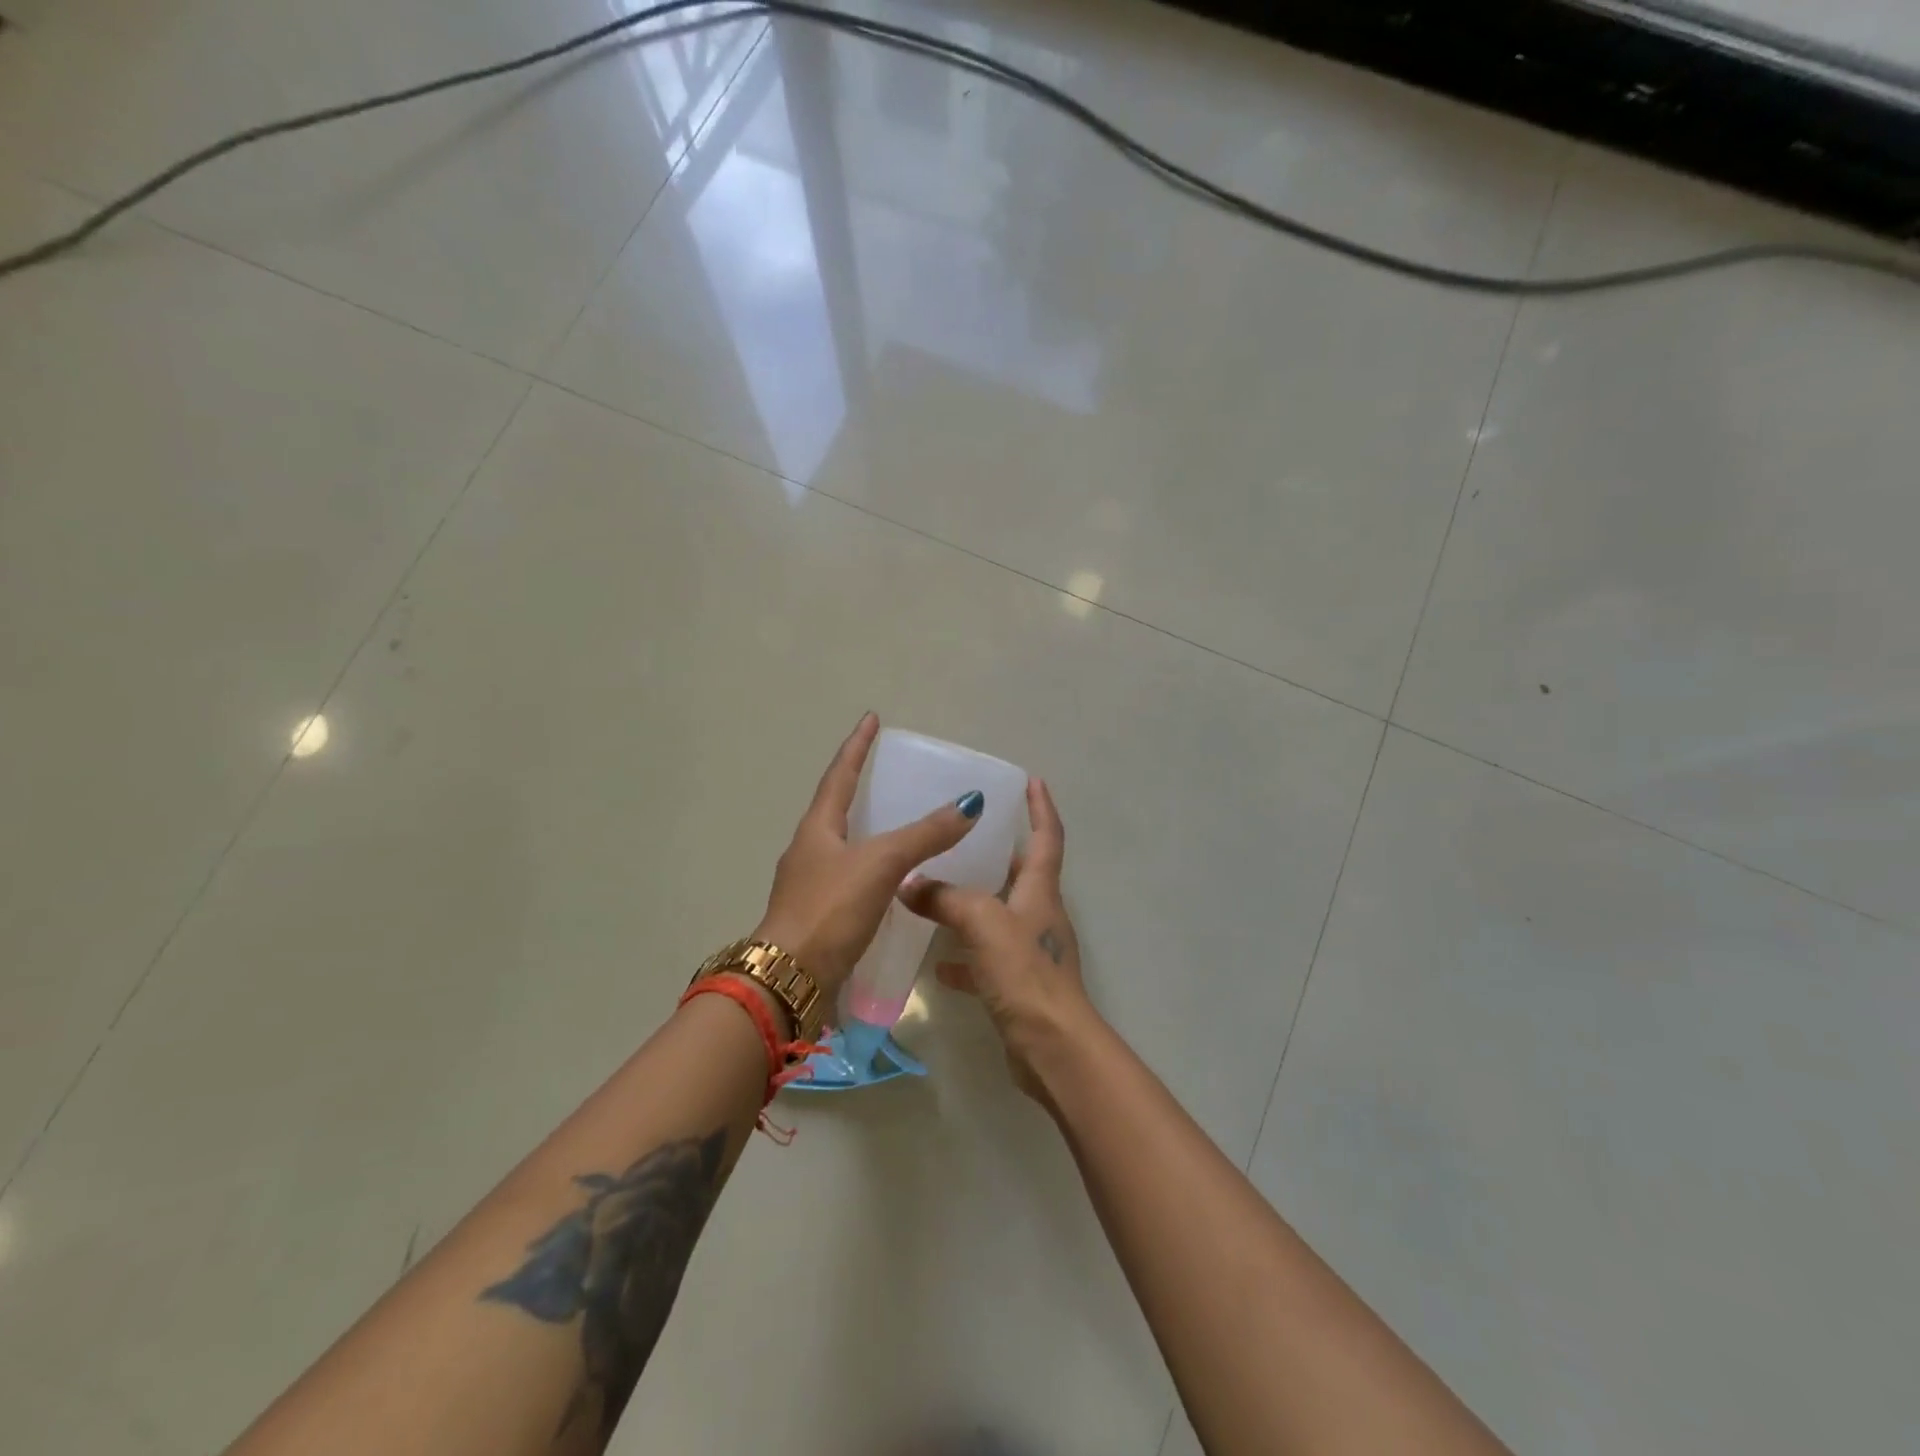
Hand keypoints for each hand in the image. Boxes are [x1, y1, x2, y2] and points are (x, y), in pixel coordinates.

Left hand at [754, 712, 984, 993]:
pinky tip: (897, 880)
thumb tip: (969, 803)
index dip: (857, 746)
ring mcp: (813, 884)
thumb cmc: (830, 909)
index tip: (871, 719)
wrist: (791, 979)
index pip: (839, 775)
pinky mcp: (823, 914)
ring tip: (902, 823)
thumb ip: (924, 835)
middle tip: (892, 774)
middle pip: (837, 807)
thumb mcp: (880, 864)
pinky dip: (876, 867)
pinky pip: (853, 877)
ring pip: (846, 844)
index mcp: (817, 828)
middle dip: (862, 787)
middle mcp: (810, 850)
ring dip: (870, 829)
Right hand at [898, 778, 1092, 1096]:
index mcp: (1040, 890)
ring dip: (972, 905)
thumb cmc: (1024, 972)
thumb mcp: (983, 922)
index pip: (1046, 836)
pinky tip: (937, 964)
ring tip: (937, 891)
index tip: (1032, 780)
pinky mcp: (1017, 984)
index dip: (1040, 807)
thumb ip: (945, 898)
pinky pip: (986, 960)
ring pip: (998, 916)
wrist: (1052, 1046)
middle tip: (964, 835)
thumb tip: (910, 884)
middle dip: (998, 853)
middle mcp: (1039, 915)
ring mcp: (1029, 952)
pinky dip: (964, 957)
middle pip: (1021, 874)